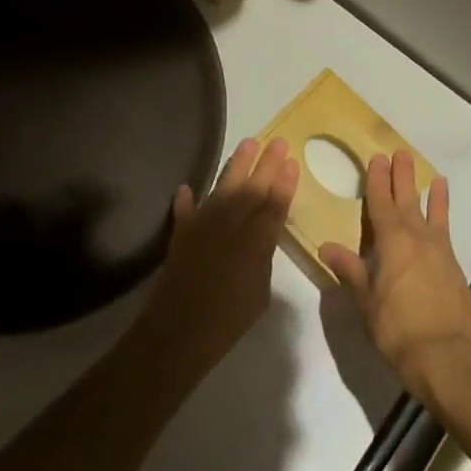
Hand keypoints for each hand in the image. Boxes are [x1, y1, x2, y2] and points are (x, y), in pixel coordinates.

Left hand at [136, 137, 297, 376]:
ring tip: (248, 143)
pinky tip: (187, 187)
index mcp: (256, 241)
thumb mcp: (260, 292)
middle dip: (266, 164)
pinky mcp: (182, 232)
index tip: (291, 161)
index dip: (284, 183)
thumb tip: (260, 238)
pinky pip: (185, 210)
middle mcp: (231, 224)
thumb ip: (262, 258)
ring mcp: (204, 224)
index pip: (275, 204)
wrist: (179, 330)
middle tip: (278, 141)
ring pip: (223, 187)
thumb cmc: (229, 320)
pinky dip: (187, 199)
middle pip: (252, 188)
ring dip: (236, 165)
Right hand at [319, 151, 470, 402]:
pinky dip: (444, 218)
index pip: (381, 203)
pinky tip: (443, 216)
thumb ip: (349, 269)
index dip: (378, 180)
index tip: (377, 158)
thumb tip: (325, 246)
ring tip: (431, 173)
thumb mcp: (365, 299)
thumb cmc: (395, 327)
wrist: (443, 355)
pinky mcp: (454, 267)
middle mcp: (417, 238)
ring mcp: (439, 251)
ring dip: (429, 192)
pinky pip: (446, 233)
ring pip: (432, 213)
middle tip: (400, 153)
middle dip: (401, 176)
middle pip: (407, 200)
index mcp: (391, 241)